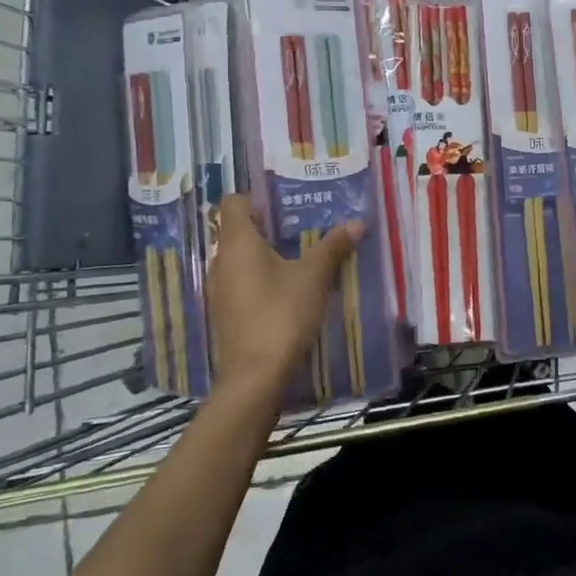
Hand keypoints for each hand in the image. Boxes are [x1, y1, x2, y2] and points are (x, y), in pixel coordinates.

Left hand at [206, 195, 363, 402]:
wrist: (256, 377)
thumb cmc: (282, 314)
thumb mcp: (314, 276)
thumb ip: (333, 247)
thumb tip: (357, 222)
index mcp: (237, 244)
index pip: (233, 203)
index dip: (255, 198)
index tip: (282, 204)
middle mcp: (220, 263)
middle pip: (237, 232)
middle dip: (266, 228)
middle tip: (299, 228)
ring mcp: (218, 292)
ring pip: (238, 261)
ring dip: (263, 257)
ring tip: (297, 259)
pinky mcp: (225, 316)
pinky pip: (240, 285)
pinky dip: (259, 282)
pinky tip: (286, 292)